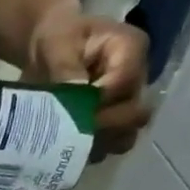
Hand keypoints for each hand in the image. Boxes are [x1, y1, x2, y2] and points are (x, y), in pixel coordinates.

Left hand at [25, 7, 150, 158]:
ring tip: (68, 143)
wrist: (51, 51)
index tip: (70, 107)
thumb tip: (75, 89)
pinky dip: (92, 150)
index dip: (98, 100)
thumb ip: (65, 66)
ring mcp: (127, 103)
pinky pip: (110, 144)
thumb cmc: (57, 39)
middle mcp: (138, 78)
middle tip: (68, 130)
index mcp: (130, 48)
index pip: (125, 82)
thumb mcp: (56, 43)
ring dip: (98, 142)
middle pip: (133, 113)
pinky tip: (68, 150)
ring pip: (126, 134)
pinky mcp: (114, 122)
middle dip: (101, 125)